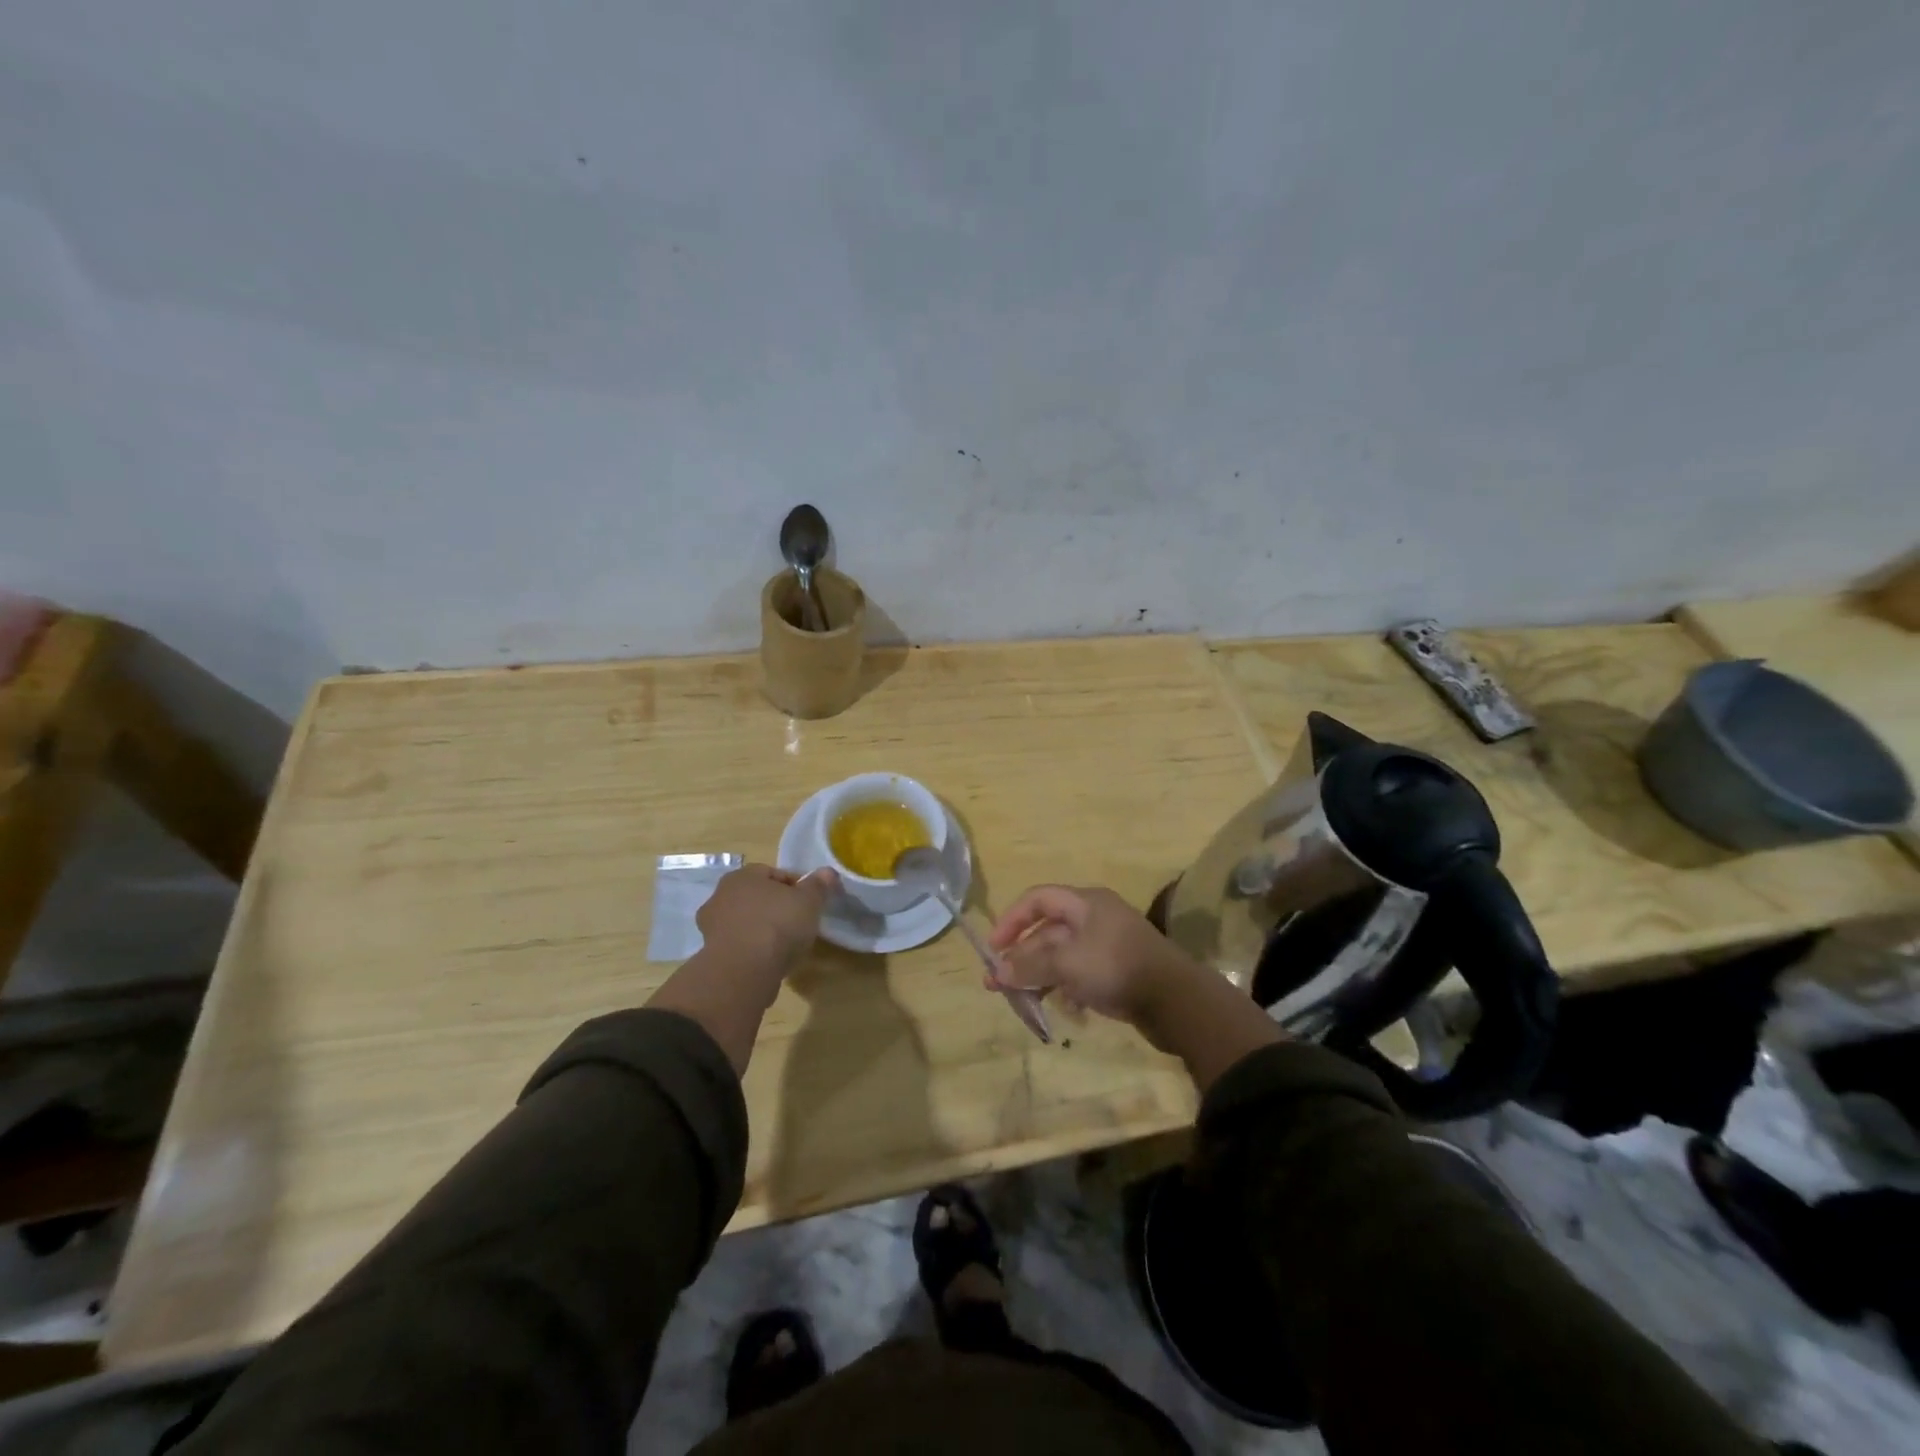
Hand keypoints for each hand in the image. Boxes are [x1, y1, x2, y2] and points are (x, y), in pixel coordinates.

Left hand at [696, 864, 838, 983]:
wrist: (743, 972)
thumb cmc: (778, 925)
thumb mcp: (809, 901)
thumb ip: (819, 885)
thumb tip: (827, 872)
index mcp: (743, 875)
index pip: (774, 873)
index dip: (796, 887)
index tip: (811, 903)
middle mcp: (721, 895)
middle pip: (758, 897)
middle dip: (776, 907)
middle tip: (798, 923)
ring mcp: (711, 926)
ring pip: (746, 921)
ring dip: (762, 929)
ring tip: (785, 946)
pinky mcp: (711, 954)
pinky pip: (739, 945)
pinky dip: (752, 949)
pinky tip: (769, 961)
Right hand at [986, 885, 1201, 1030]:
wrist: (1176, 1000)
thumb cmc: (1116, 967)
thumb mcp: (1067, 963)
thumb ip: (1029, 965)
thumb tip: (997, 972)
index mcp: (1085, 903)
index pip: (1037, 899)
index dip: (1011, 920)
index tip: (993, 948)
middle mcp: (1094, 918)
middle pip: (1047, 931)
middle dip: (1020, 956)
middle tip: (996, 984)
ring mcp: (1106, 946)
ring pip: (1061, 956)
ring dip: (1038, 975)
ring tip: (1018, 1001)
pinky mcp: (1116, 972)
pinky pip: (1079, 974)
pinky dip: (1063, 987)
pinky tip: (1057, 1008)